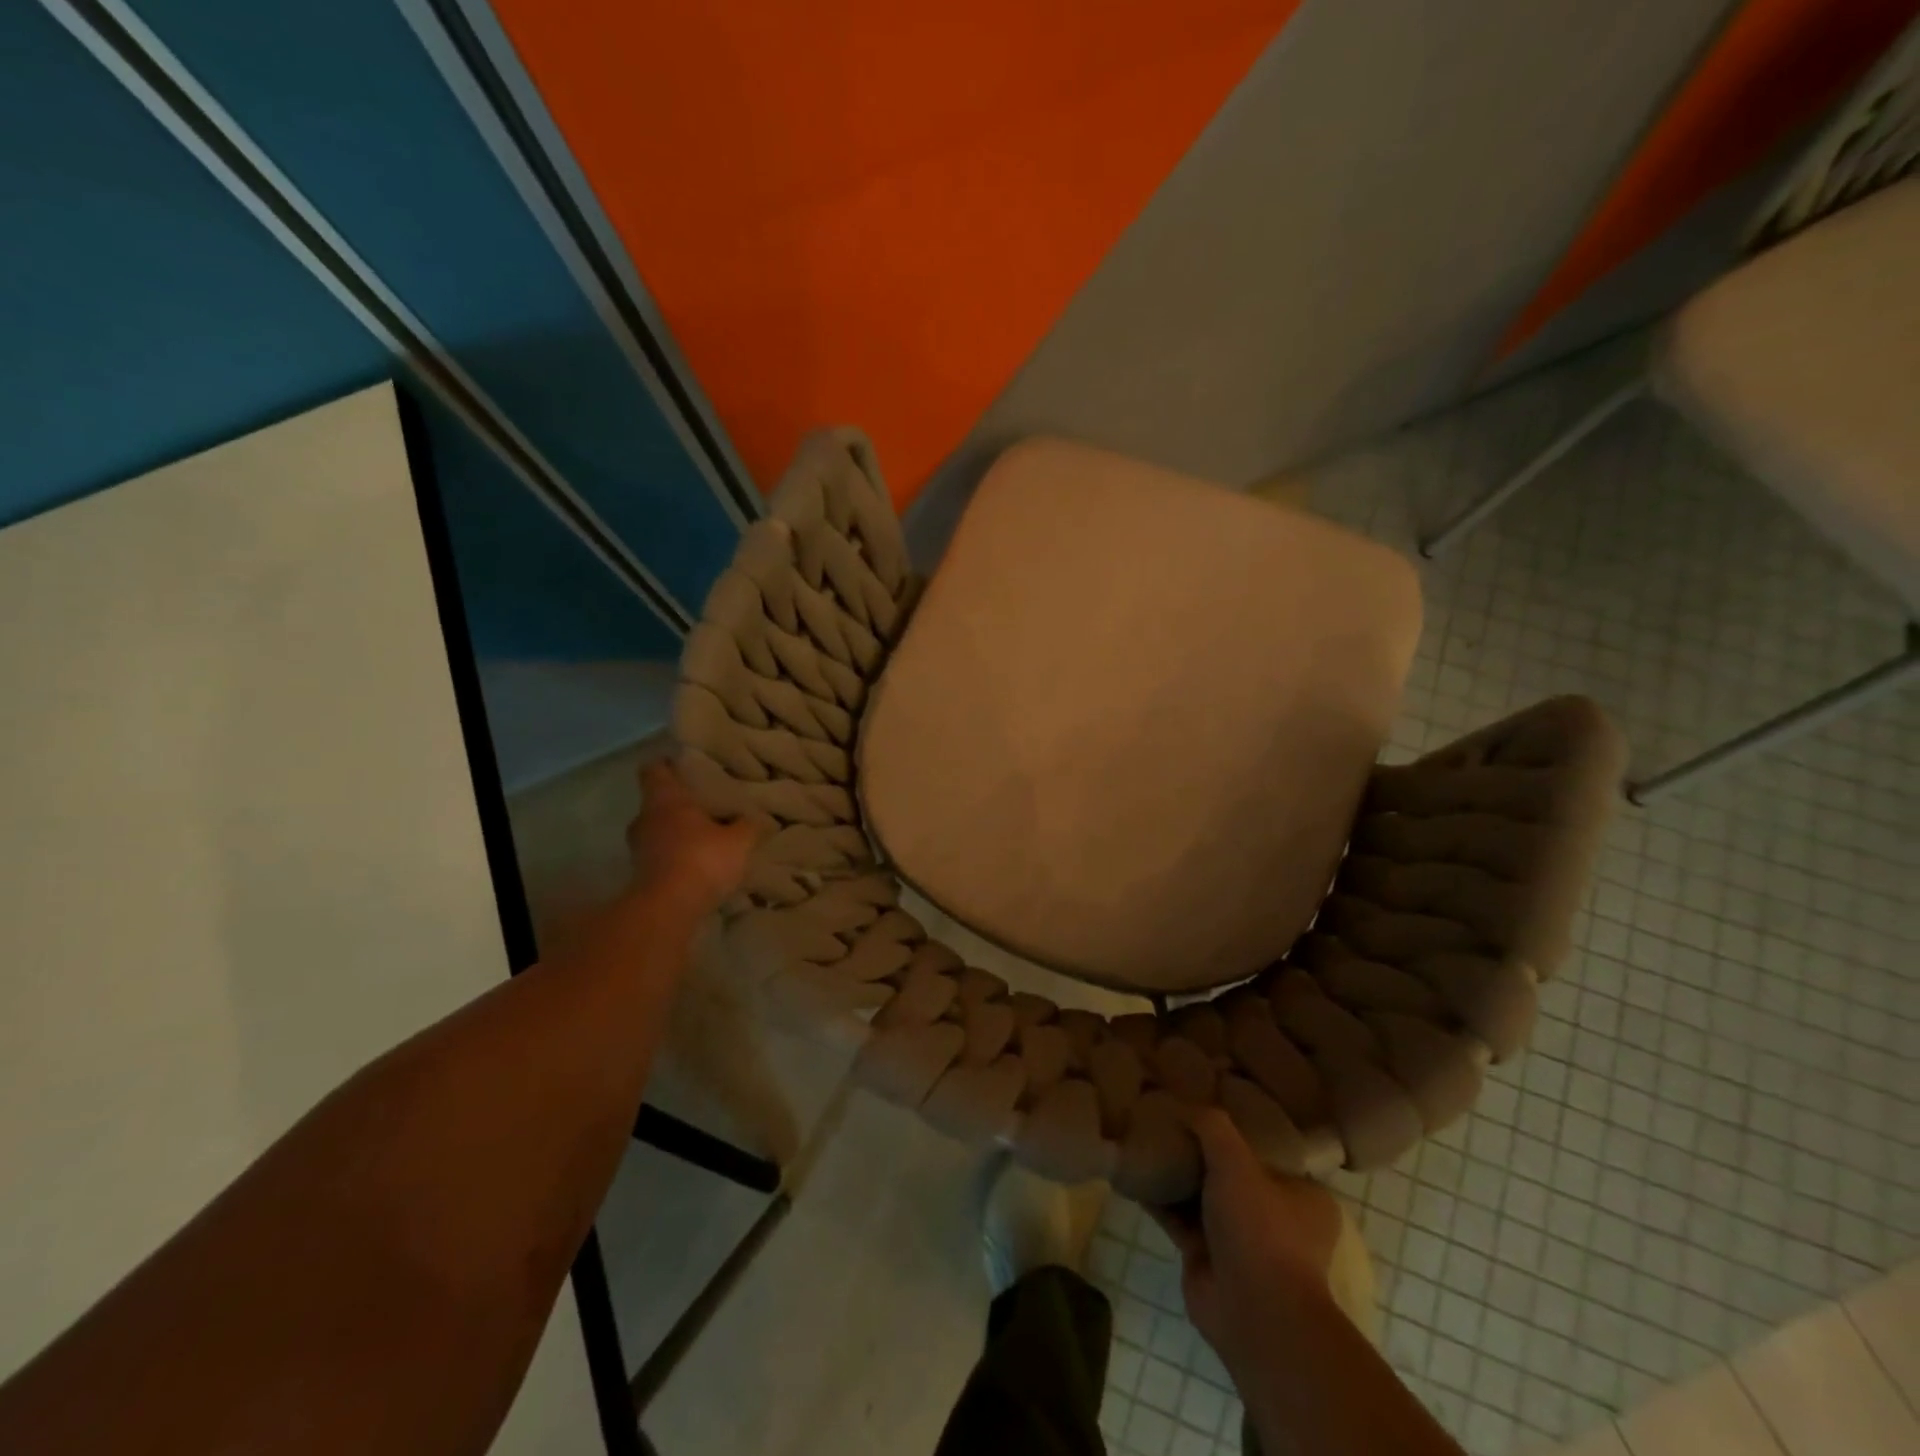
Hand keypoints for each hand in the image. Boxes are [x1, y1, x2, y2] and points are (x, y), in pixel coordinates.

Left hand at [625, 760, 761, 914]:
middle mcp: (645, 818)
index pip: (655, 769)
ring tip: (703, 838)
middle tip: (704, 806)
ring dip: (675, 834)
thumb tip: (756, 819)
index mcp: (665, 799)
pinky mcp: (640, 875)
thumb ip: (748, 825)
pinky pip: (659, 857)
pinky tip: (697, 866)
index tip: (684, 765)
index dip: (668, 765)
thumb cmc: (701, 859)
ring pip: (657, 831)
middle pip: (657, 802)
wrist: (668, 909)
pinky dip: (674, 858)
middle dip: (678, 804)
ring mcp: (639, 849)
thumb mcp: (739, 840)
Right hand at [1150, 1110, 1344, 1385]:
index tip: (1204, 1104)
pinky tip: (1132, 1171)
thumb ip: (1211, 1126)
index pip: (1266, 1150)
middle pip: (1229, 1170)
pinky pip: (1177, 1217)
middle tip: (1166, 1115)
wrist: (1254, 1315)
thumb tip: (1182, 1103)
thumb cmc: (1260, 1230)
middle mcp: (1274, 1217)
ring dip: (1175, 1171)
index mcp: (1302, 1196)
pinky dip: (1157, 1197)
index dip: (1236, 1128)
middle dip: (1199, 1149)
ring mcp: (1239, 1240)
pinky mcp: (1206, 1258)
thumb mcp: (1237, 1161)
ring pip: (1201, 1194)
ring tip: (1142, 1135)